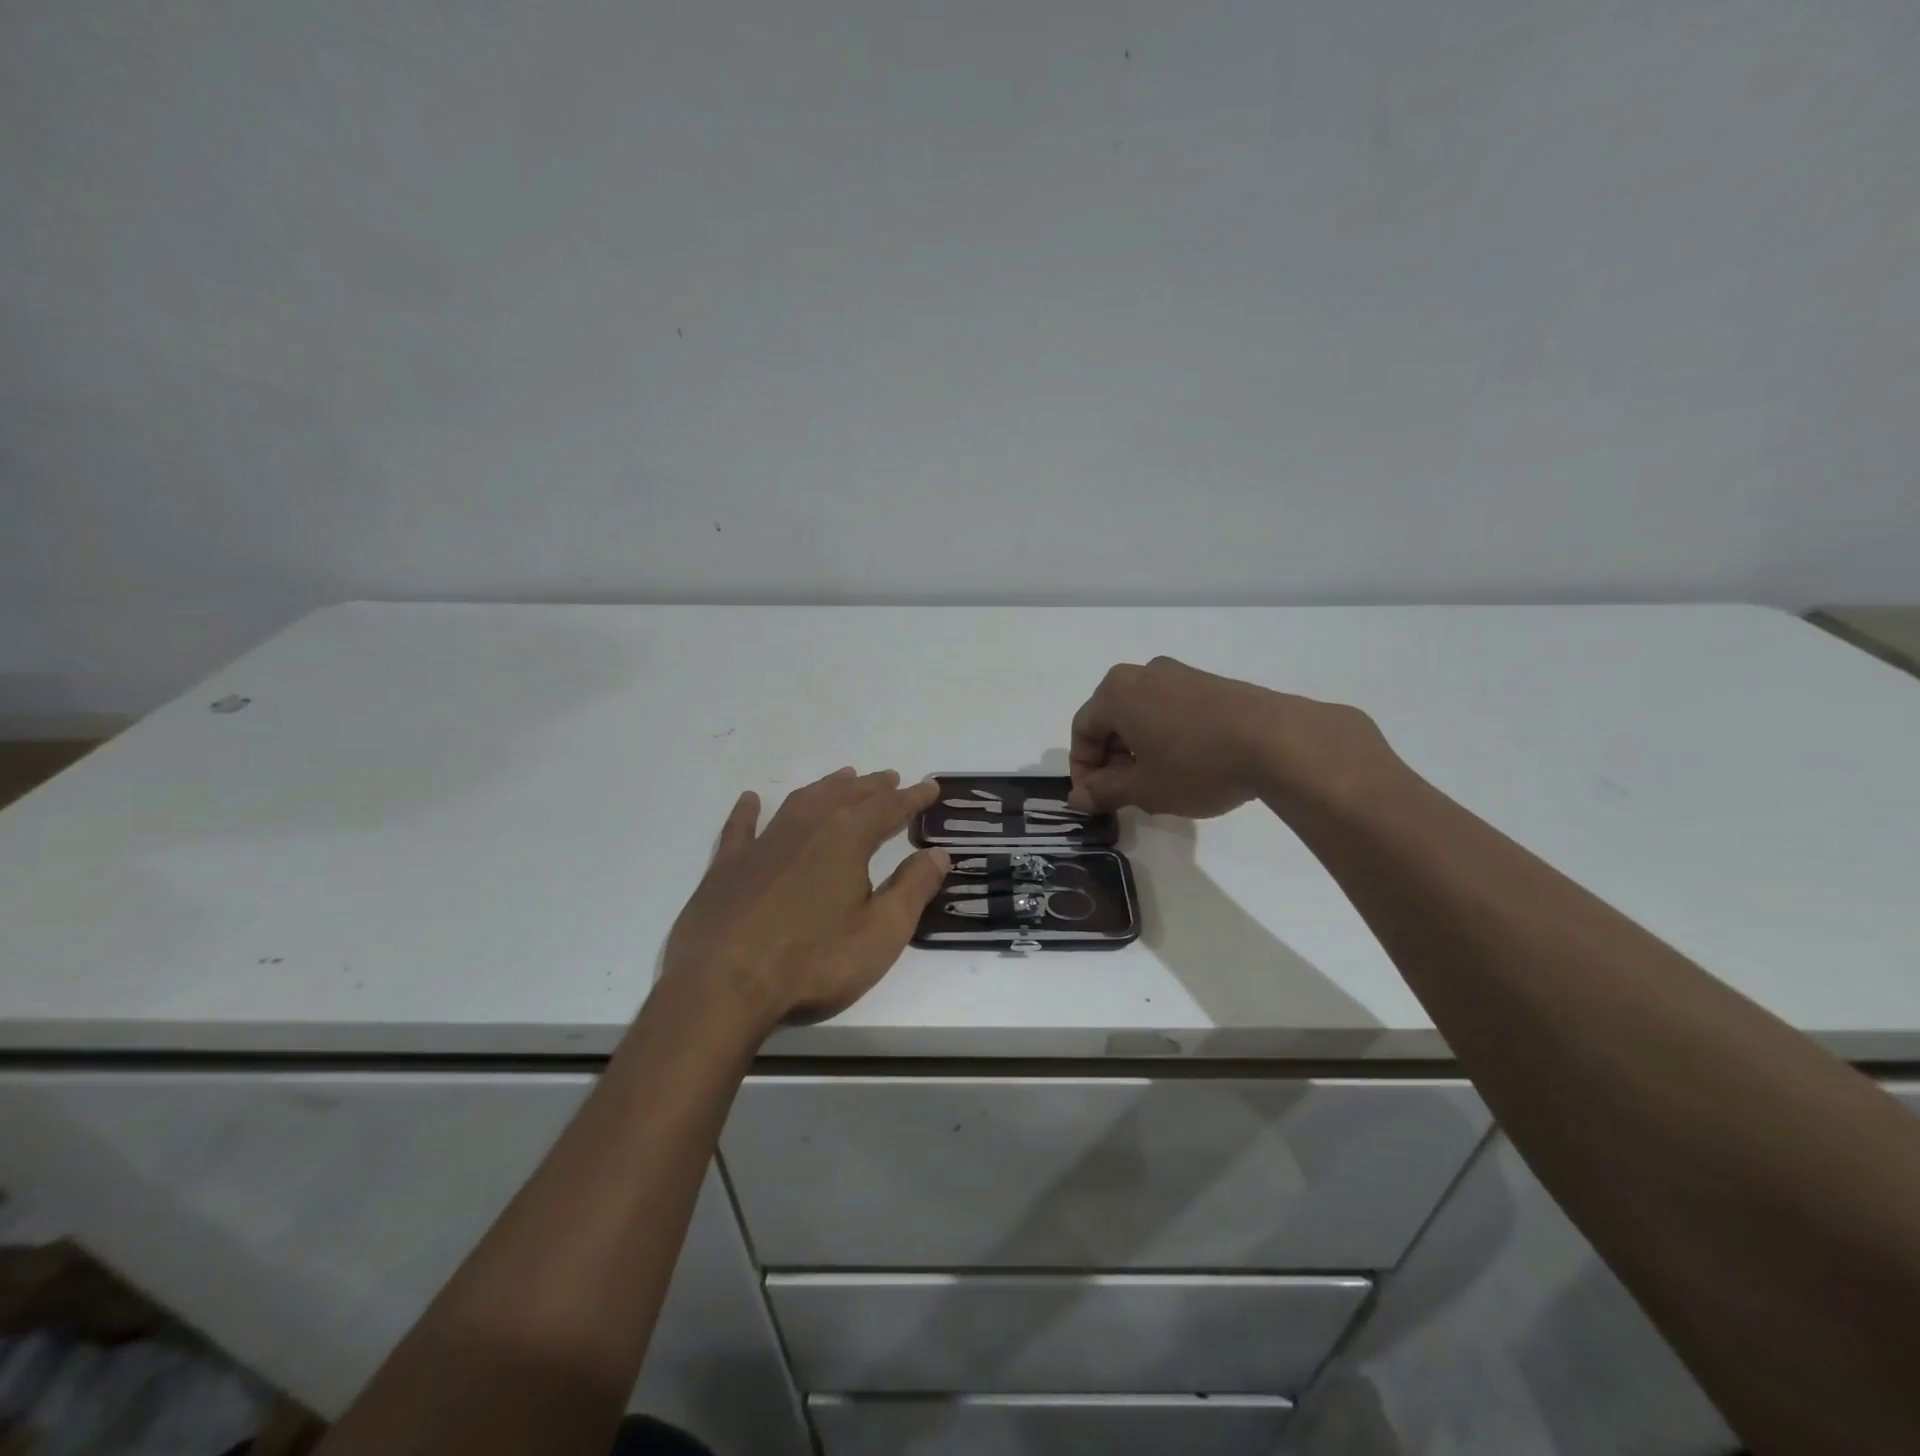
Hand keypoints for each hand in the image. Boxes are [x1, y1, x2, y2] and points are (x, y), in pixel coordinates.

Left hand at [661, 768, 947, 1035]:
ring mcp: (762, 843)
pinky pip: (741, 827)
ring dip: (827, 788)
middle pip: (847, 796)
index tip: (930, 787)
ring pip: (801, 801)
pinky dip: (749, 811)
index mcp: (846, 838)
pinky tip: (752, 800)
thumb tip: (939, 853)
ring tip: (844, 778)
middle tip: (891, 778)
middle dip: (873, 786)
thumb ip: (913, 888)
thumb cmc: (813, 962)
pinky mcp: (727, 866)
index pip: (889, 807)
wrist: (722, 986)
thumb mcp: (881, 933)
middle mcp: (806, 827)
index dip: (913, 797)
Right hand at [1068, 657, 1389, 816]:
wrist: (1278, 741)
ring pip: (1143, 715)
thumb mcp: (1143, 788)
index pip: (1082, 730)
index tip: (1094, 800)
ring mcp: (1181, 674)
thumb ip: (1104, 792)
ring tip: (1157, 785)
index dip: (1082, 769)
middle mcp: (1143, 673)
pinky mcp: (1211, 684)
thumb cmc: (1196, 764)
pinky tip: (1187, 768)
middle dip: (1111, 760)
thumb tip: (1077, 798)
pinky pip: (1172, 711)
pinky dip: (1166, 738)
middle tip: (1124, 796)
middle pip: (1111, 719)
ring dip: (1139, 751)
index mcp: (1116, 691)